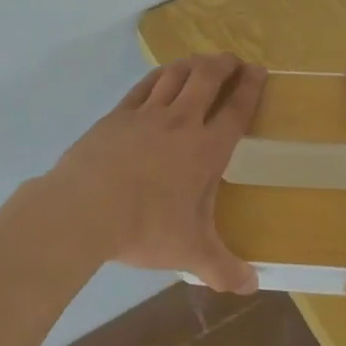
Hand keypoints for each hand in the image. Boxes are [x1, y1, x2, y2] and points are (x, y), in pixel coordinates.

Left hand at [45, 54, 265, 293]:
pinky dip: (159, 75)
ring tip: (201, 62)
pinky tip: (162, 75)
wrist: (86, 208)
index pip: (236, 110)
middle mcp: (181, 122)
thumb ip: (224, 269)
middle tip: (232, 60)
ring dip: (192, 64)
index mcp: (206, 150)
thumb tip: (253, 286)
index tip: (258, 70)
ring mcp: (147, 114)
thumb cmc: (145, 227)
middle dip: (223, 65)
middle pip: (207, 78)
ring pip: (176, 75)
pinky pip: (144, 85)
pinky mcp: (118, 114)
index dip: (250, 88)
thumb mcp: (190, 253)